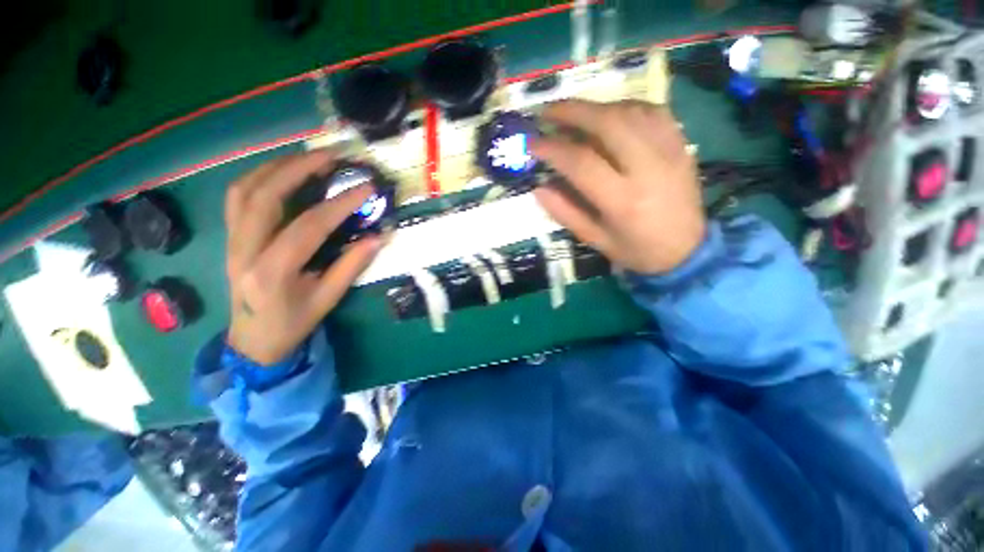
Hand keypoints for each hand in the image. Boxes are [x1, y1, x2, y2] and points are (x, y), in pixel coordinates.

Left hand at [225, 150, 382, 364]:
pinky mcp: (230, 236)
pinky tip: (282, 172)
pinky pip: (237, 196)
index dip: (340, 204)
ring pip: (244, 189)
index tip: (366, 188)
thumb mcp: (328, 299)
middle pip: (265, 196)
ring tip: (308, 157)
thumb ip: (351, 266)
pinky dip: (260, 176)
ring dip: (277, 166)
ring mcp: (231, 241)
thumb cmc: (293, 323)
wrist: (252, 339)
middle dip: (299, 169)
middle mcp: (244, 251)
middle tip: (332, 156)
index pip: (308, 227)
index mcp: (273, 272)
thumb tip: (378, 238)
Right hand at [531, 100, 704, 273]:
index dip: (552, 148)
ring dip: (597, 107)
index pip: (581, 162)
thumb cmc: (636, 250)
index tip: (533, 143)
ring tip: (575, 115)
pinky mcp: (681, 145)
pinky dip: (625, 107)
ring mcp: (670, 152)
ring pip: (631, 111)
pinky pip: (653, 111)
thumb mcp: (595, 240)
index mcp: (622, 201)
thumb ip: (565, 213)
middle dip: (573, 111)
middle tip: (549, 111)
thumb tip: (539, 187)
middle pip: (608, 123)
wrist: (688, 251)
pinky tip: (610, 115)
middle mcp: (648, 169)